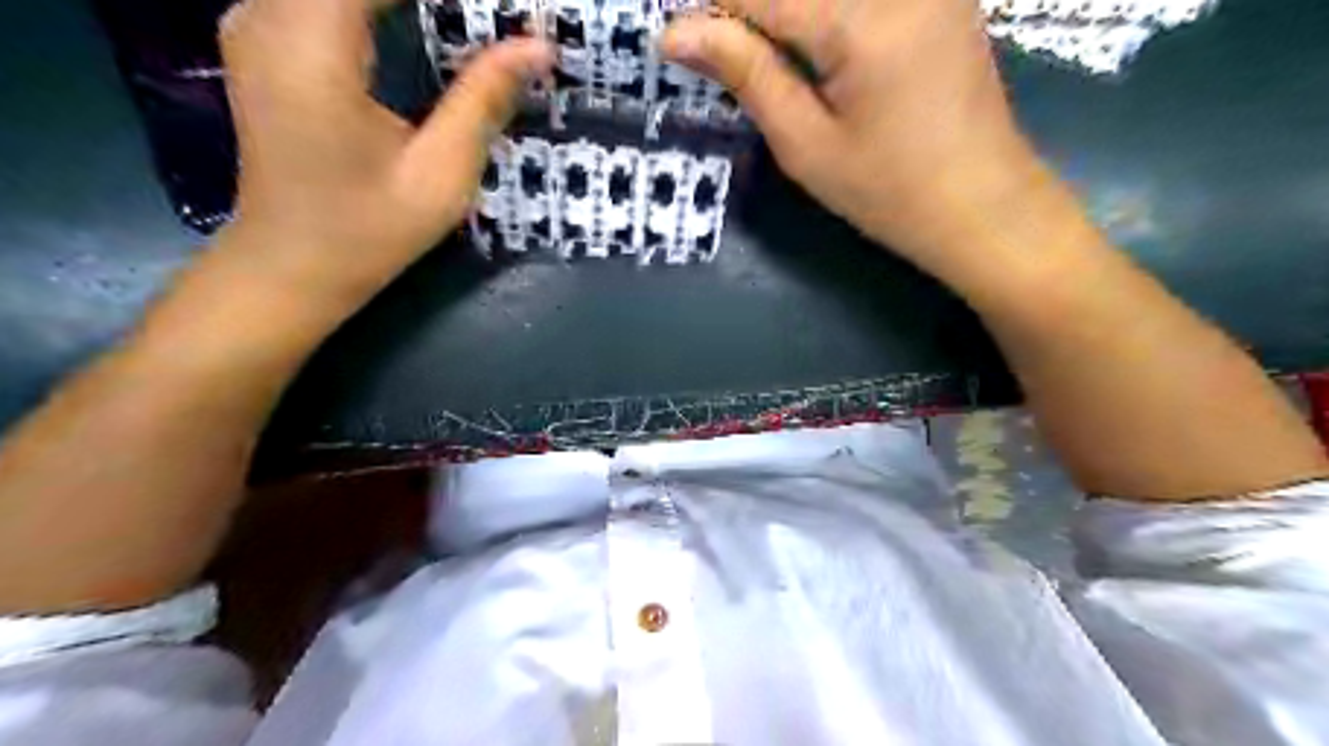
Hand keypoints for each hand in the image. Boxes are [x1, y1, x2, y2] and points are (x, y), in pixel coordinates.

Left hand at [212, 0, 556, 310]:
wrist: (291, 265)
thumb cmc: (369, 230)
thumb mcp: (440, 174)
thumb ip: (484, 100)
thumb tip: (538, 46)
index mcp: (311, 45)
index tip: (507, 10)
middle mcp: (268, 13)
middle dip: (436, 0)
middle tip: (494, 17)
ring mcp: (258, 20)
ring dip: (407, 3)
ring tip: (466, 22)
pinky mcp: (265, 38)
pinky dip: (381, 5)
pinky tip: (422, 21)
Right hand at [665, 1, 1048, 276]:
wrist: (983, 206)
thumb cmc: (888, 192)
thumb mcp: (806, 145)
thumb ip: (748, 75)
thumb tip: (678, 34)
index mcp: (861, 20)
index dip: (713, 10)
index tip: (679, 37)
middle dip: (750, 9)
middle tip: (724, 51)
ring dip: (786, 14)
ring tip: (763, 55)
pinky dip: (823, 13)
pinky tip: (807, 51)